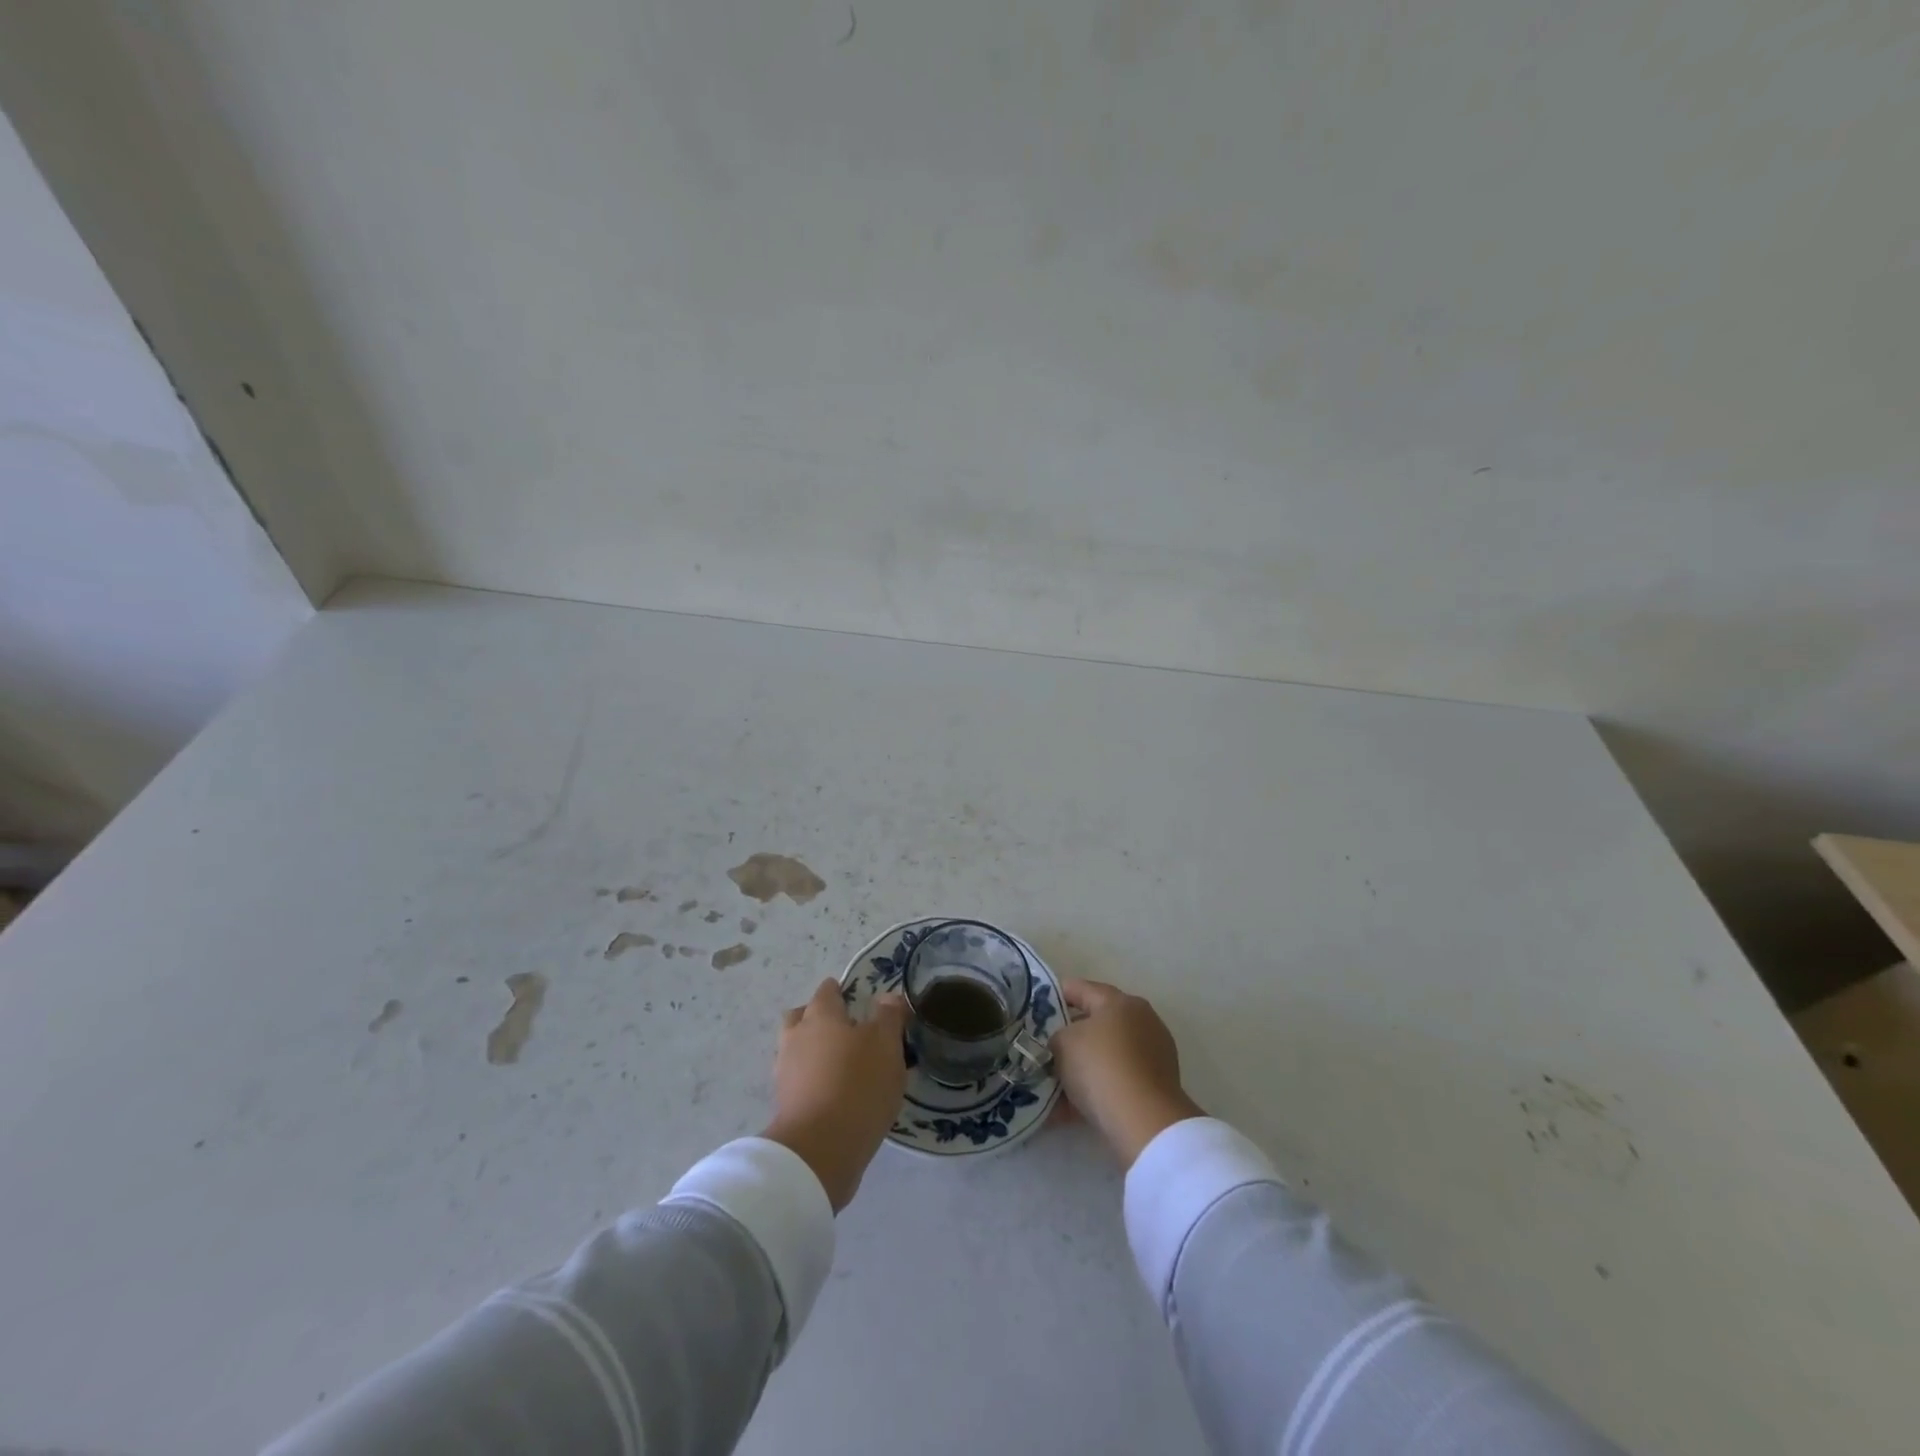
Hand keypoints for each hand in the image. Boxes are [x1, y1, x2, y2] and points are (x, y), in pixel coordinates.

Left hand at [762, 979, 908, 1211]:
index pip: (827, 991)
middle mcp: (796, 1037)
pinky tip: (834, 1093)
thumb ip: (889, 1017)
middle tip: (845, 1030)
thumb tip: (888, 997)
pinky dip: (812, 1081)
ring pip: (796, 1050)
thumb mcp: (886, 1045)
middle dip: (818, 1018)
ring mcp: (785, 1073)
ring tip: (842, 1066)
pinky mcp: (785, 1105)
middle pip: (801, 1017)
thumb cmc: (858, 1085)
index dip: (841, 991)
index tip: (857, 998)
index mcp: (820, 1015)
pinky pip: (798, 1081)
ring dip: (813, 1052)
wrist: (819, 1151)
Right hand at [1051, 978, 1204, 1168]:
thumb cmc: (1100, 1067)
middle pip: (1096, 1023)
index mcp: (1119, 1002)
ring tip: (1053, 1085)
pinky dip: (1096, 1091)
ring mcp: (1153, 1054)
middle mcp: (1141, 1021)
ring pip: (1106, 1055)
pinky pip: (1117, 1081)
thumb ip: (1058, 1036)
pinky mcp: (1156, 1086)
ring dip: (1081, 1067)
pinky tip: (1069, 1110)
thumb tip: (1064, 1044)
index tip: (1036, 1007)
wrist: (1145, 1122)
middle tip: (1045, 1049)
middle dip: (1069, 1036)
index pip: (1080, 989)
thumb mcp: (1063, 1043)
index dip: (1054, 995)